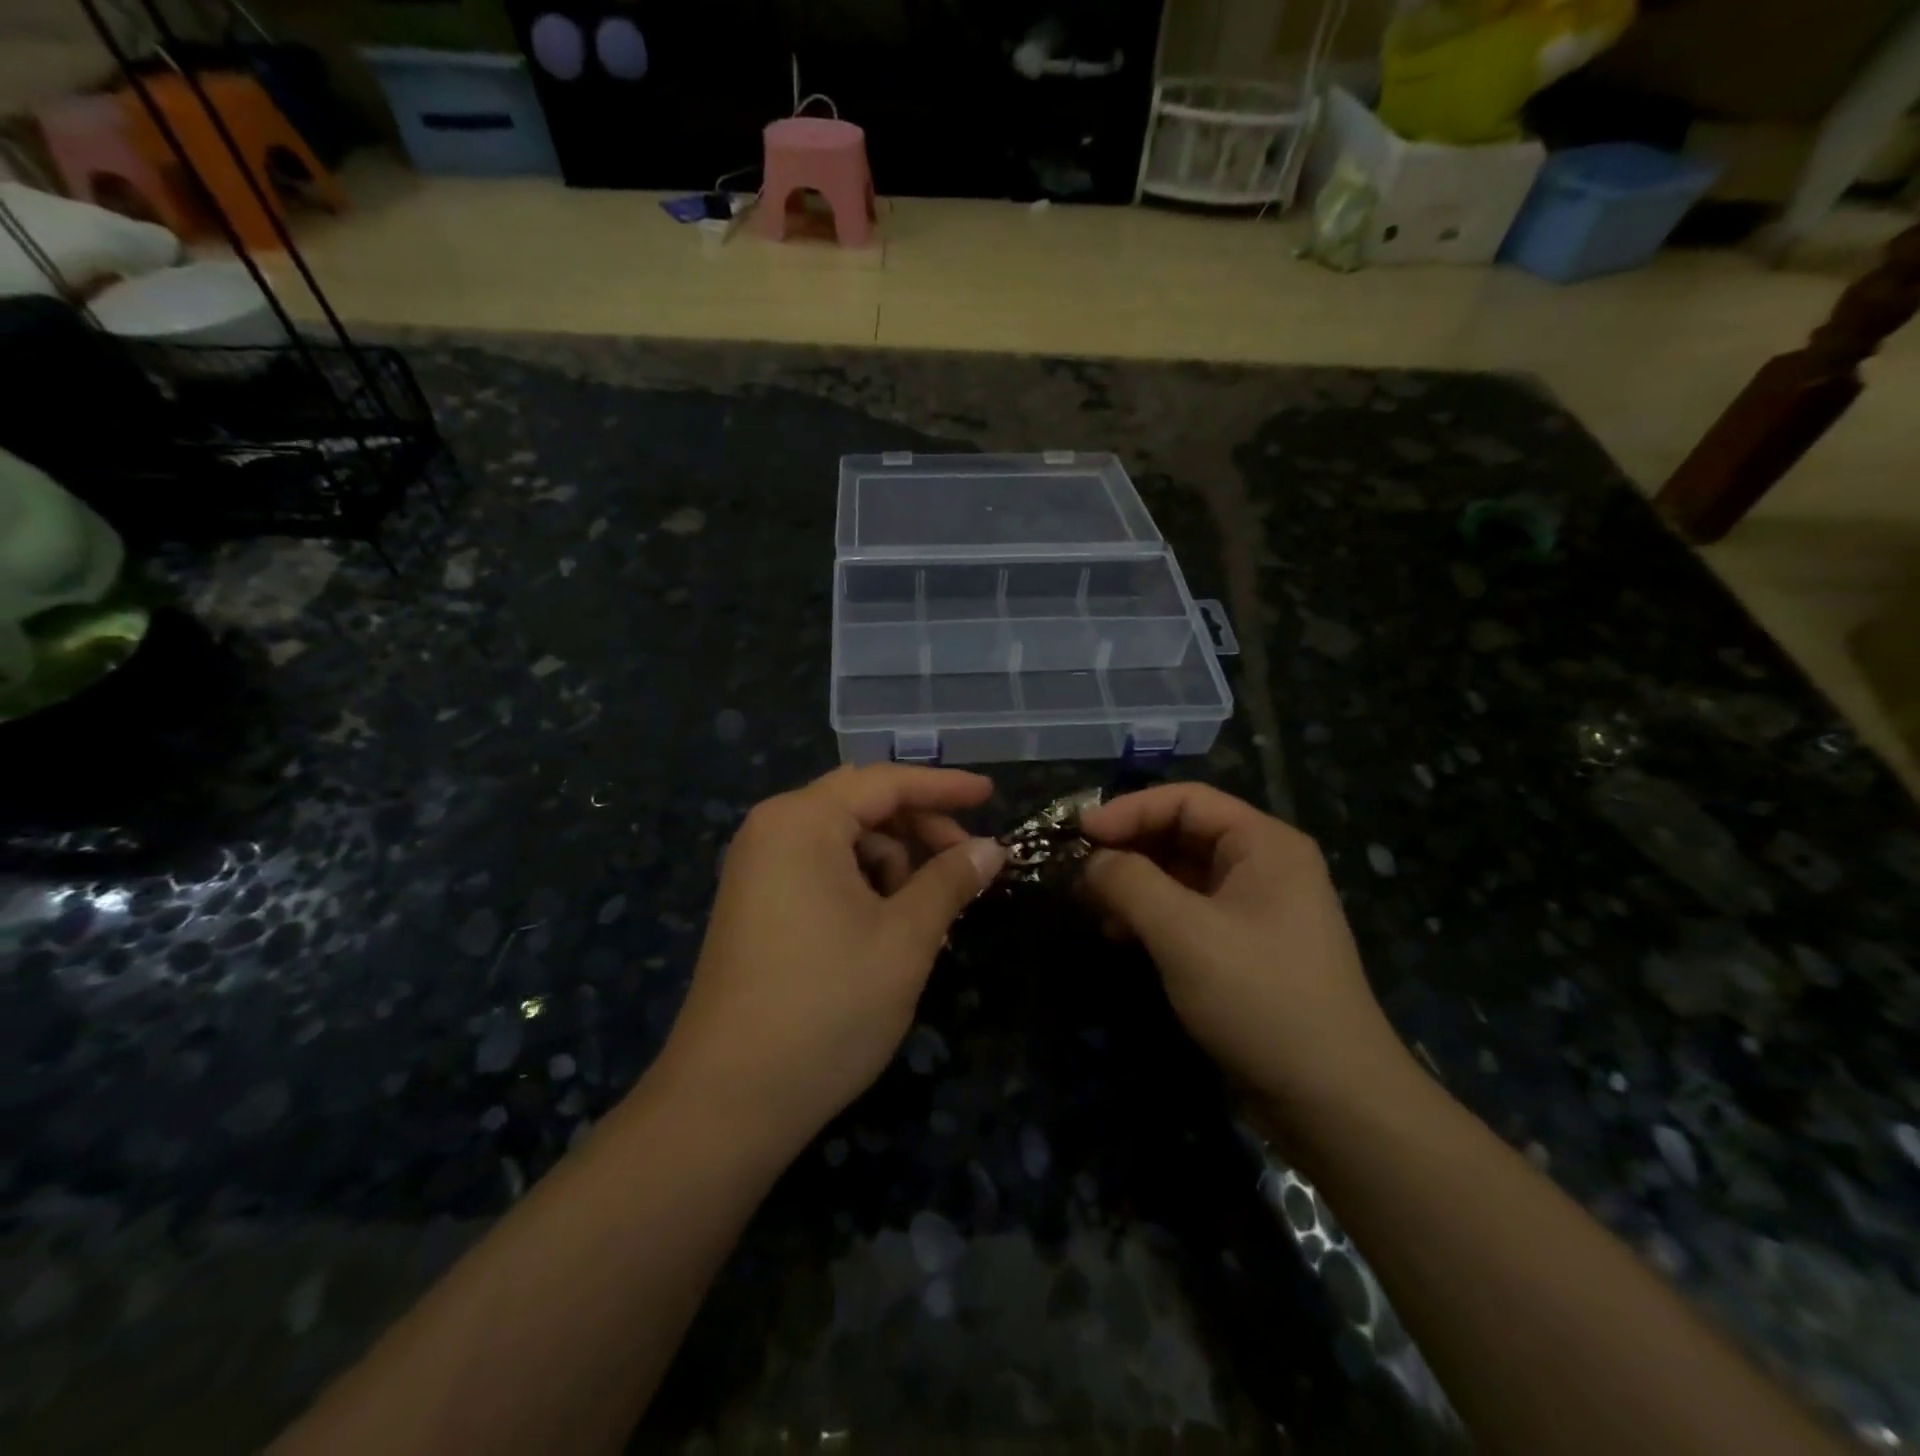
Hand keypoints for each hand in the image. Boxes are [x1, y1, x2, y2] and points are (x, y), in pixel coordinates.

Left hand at [655, 765, 1006, 1155]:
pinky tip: (890, 927)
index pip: (885, 782)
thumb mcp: (905, 938)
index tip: (991, 795)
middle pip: (861, 806)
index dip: (944, 787)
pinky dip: (864, 885)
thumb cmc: (828, 1006)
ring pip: (843, 842)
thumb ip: (950, 880)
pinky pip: (821, 871)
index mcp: (801, 821)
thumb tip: (991, 848)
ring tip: (927, 913)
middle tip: (966, 864)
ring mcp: (757, 870)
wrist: (729, 1101)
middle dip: (919, 828)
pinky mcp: (755, 906)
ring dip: (894, 863)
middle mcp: (772, 831)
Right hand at [1079, 783, 1411, 1116]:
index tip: (1079, 833)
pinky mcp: (1244, 949)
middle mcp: (1264, 866)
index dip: (1128, 810)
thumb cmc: (1260, 997)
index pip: (1186, 801)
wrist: (1332, 1101)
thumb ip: (1130, 883)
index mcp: (1264, 844)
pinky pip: (1189, 913)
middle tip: (1078, 870)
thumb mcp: (1184, 933)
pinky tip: (1120, 936)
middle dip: (1128, 849)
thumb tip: (1091, 861)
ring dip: (1134, 885)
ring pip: (1181, 876)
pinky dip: (1151, 917)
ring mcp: (1256, 909)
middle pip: (1182, 835)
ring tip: (1092, 906)